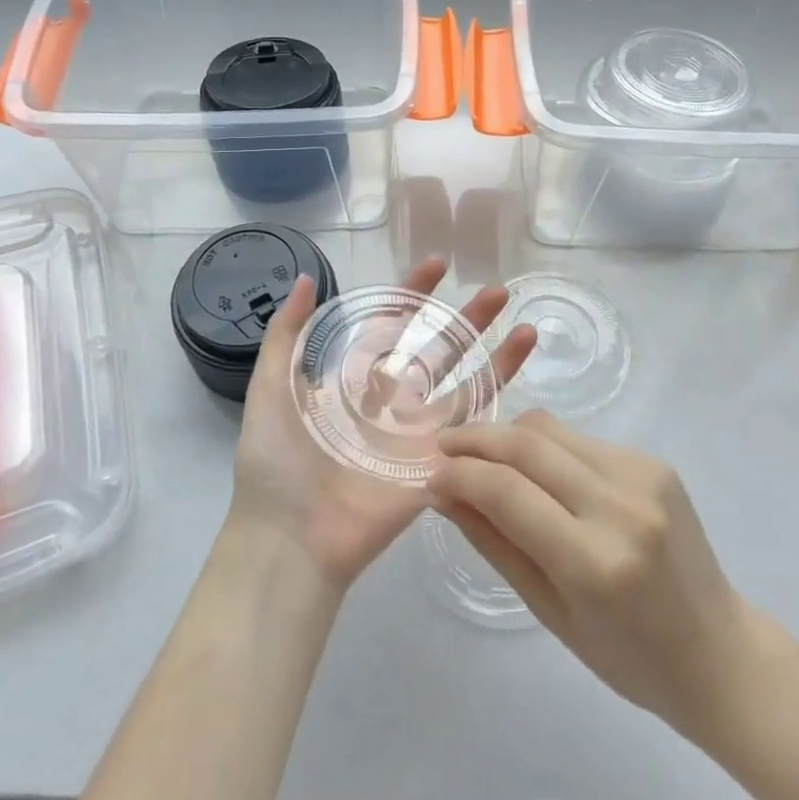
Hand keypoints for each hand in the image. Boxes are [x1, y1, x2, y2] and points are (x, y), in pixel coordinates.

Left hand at [230, 258, 537, 592]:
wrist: (289, 536)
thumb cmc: (274, 461)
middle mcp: (394, 402)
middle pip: (440, 352)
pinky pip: (474, 434)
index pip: (394, 326)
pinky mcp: (438, 467)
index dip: (415, 293)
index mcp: (357, 381)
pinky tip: (523, 391)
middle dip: (468, 320)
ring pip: (467, 387)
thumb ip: (287, 334)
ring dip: (498, 359)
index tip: (439, 263)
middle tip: (498, 292)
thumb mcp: (270, 386)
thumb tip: (308, 278)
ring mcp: (419, 436)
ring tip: (528, 328)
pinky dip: (500, 408)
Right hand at [429, 412, 786, 738]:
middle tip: (443, 447)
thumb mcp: (550, 612)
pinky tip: (537, 472)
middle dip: (476, 438)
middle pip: (528, 444)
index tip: (429, 474)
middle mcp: (621, 506)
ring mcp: (644, 475)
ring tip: (481, 454)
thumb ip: (494, 543)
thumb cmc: (629, 658)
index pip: (507, 491)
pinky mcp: (655, 462)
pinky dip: (547, 448)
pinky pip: (582, 441)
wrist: (719, 652)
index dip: (459, 474)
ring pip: (553, 430)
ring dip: (508, 435)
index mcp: (595, 562)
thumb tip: (442, 492)